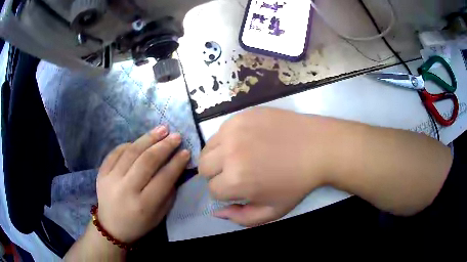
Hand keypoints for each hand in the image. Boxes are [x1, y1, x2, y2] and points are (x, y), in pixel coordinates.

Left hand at [96, 125, 189, 242]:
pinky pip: (116, 152)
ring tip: (161, 129)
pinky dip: (129, 144)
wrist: (111, 227)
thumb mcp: (159, 215)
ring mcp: (110, 179)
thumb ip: (168, 193)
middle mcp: (126, 190)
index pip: (163, 178)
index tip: (186, 151)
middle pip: (146, 161)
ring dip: (148, 138)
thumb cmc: (139, 224)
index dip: (176, 163)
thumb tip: (175, 168)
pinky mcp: (101, 173)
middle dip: (164, 146)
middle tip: (176, 136)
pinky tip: (140, 140)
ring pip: (131, 152)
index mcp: (143, 205)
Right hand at [199, 107, 338, 226]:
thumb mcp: (272, 211)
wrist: (318, 147)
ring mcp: (234, 130)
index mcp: (236, 180)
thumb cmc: (297, 183)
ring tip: (238, 157)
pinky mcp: (241, 115)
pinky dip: (227, 140)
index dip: (225, 192)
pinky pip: (221, 131)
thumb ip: (241, 218)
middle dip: (216, 175)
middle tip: (235, 173)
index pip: (212, 190)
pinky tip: (245, 141)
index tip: (239, 188)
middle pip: (203, 167)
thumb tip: (217, 212)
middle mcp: (229, 153)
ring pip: (208, 148)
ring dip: (218, 156)